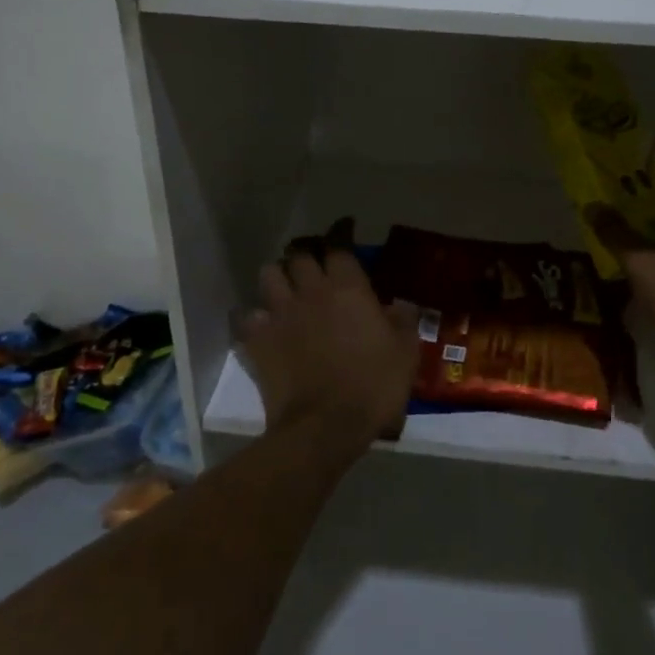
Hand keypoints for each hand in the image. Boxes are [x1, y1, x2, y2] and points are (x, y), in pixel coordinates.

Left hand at [237, 222, 418, 450]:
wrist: (325, 426)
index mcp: (348, 287)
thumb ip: (403, 321)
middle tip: (313, 261)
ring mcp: (280, 314)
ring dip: (278, 276)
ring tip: (285, 287)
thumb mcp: (406, 352)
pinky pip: (247, 315)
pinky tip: (262, 323)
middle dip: (305, 253)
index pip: (339, 245)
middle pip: (298, 254)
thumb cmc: (374, 385)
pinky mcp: (258, 340)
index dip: (340, 233)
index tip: (344, 228)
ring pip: (268, 274)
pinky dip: (254, 315)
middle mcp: (310, 291)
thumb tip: (400, 304)